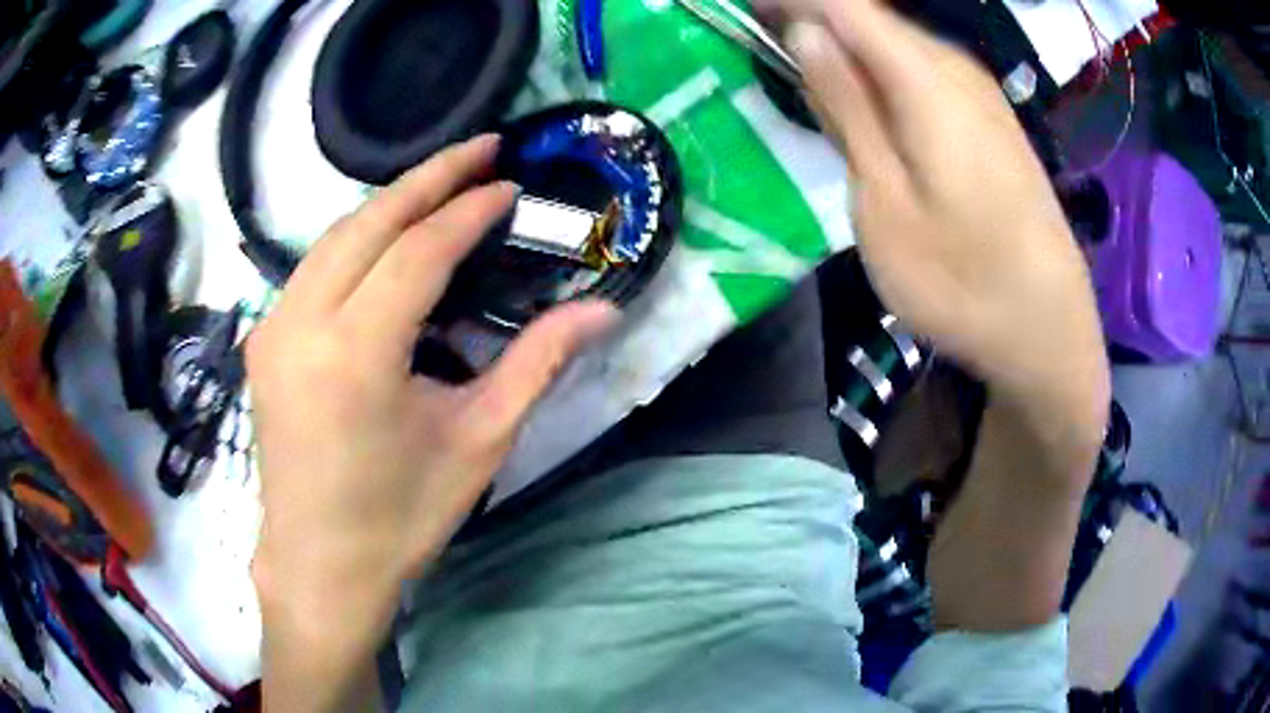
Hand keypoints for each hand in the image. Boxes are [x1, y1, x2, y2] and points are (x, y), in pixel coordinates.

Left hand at [247, 135, 616, 707]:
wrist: (319, 564)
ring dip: (391, 203)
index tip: (509, 184)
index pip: (417, 251)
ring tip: (444, 183)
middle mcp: (301, 325)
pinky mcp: (264, 339)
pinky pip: (315, 267)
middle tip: (482, 147)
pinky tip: (391, 239)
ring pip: (335, 237)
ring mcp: (272, 329)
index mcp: (354, 356)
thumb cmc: (399, 517)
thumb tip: (602, 311)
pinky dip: (358, 239)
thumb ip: (537, 363)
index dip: (467, 210)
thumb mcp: (477, 442)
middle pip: (368, 223)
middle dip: (429, 177)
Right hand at [770, 0, 1107, 421]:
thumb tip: (806, 32)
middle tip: (768, 57)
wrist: (1048, 332)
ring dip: (848, 55)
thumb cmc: (962, 283)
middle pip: (870, 18)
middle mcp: (956, 69)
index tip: (744, 14)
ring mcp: (981, 94)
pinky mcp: (991, 121)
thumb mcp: (885, 203)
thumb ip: (847, 109)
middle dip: (814, 24)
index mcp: (926, 79)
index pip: (843, 3)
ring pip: (896, 45)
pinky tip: (870, 115)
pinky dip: (883, 79)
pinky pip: (923, 74)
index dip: (791, 0)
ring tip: (810, 89)